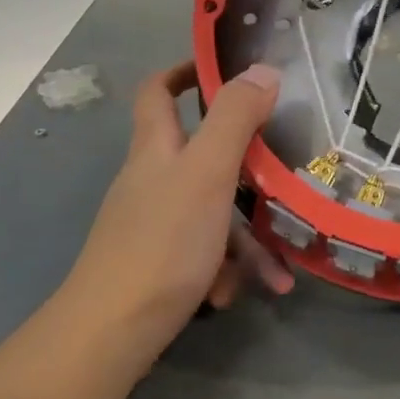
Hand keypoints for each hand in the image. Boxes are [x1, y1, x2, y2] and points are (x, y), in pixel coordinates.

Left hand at [59, 61, 291, 378]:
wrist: (114, 329)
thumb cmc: (164, 241)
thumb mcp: (208, 172)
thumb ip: (236, 119)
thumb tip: (263, 69)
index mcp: (156, 149)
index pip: (159, 91)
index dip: (186, 72)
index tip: (225, 70)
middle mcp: (152, 180)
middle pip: (203, 158)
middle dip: (248, 171)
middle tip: (285, 175)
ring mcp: (154, 224)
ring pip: (214, 215)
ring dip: (248, 239)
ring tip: (280, 272)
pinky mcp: (160, 263)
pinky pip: (204, 253)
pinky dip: (227, 269)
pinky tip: (241, 293)